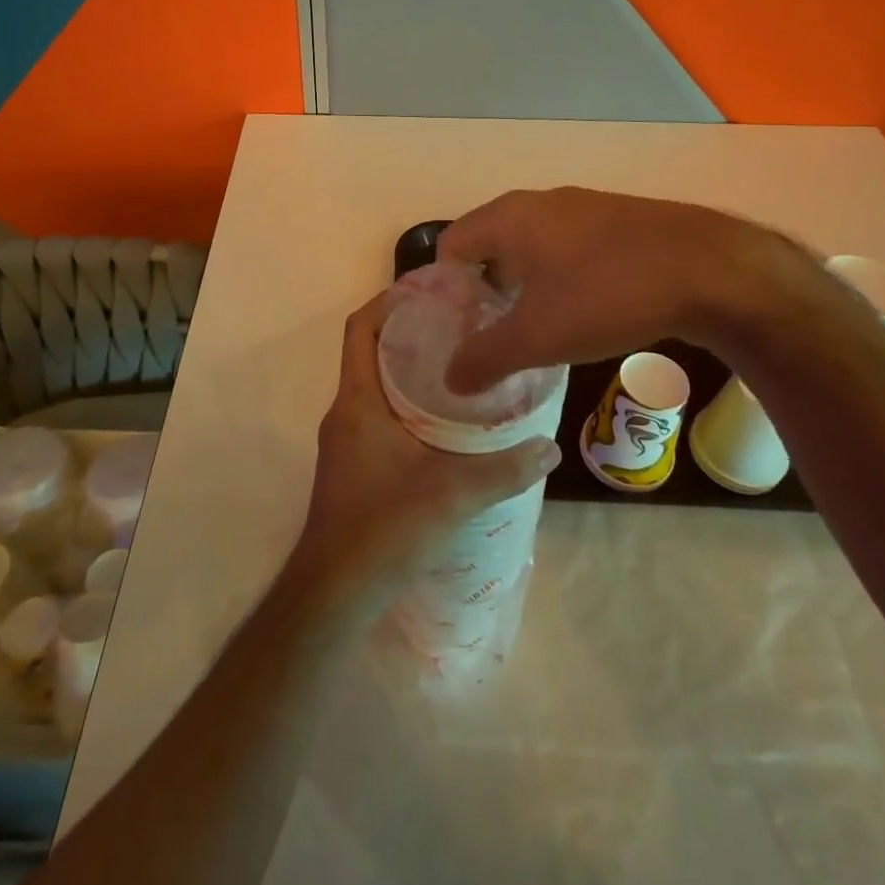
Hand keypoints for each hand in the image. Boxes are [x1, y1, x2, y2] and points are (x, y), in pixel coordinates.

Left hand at [287, 292, 561, 621]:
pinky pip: (379, 415)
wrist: (334, 594)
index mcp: (357, 401)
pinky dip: (408, 405)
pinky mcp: (353, 465)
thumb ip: (504, 470)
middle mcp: (345, 412)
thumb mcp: (451, 495)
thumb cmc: (383, 529)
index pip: (359, 328)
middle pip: (371, 352)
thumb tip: (550, 449)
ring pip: (376, 386)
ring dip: (411, 371)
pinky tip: (446, 424)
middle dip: (411, 333)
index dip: (387, 302)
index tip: (430, 290)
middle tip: (462, 325)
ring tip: (462, 366)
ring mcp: (346, 440)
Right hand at [439, 186, 818, 392]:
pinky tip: (583, 312)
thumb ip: (485, 358)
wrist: (710, 270)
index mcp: (509, 218)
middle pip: (490, 244)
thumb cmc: (606, 295)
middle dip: (484, 289)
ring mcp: (582, 207)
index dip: (444, 288)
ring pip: (533, 246)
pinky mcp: (618, 221)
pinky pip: (569, 247)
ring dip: (524, 284)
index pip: (451, 244)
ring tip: (535, 329)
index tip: (455, 328)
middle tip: (490, 334)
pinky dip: (560, 277)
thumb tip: (450, 380)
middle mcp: (539, 203)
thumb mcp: (537, 337)